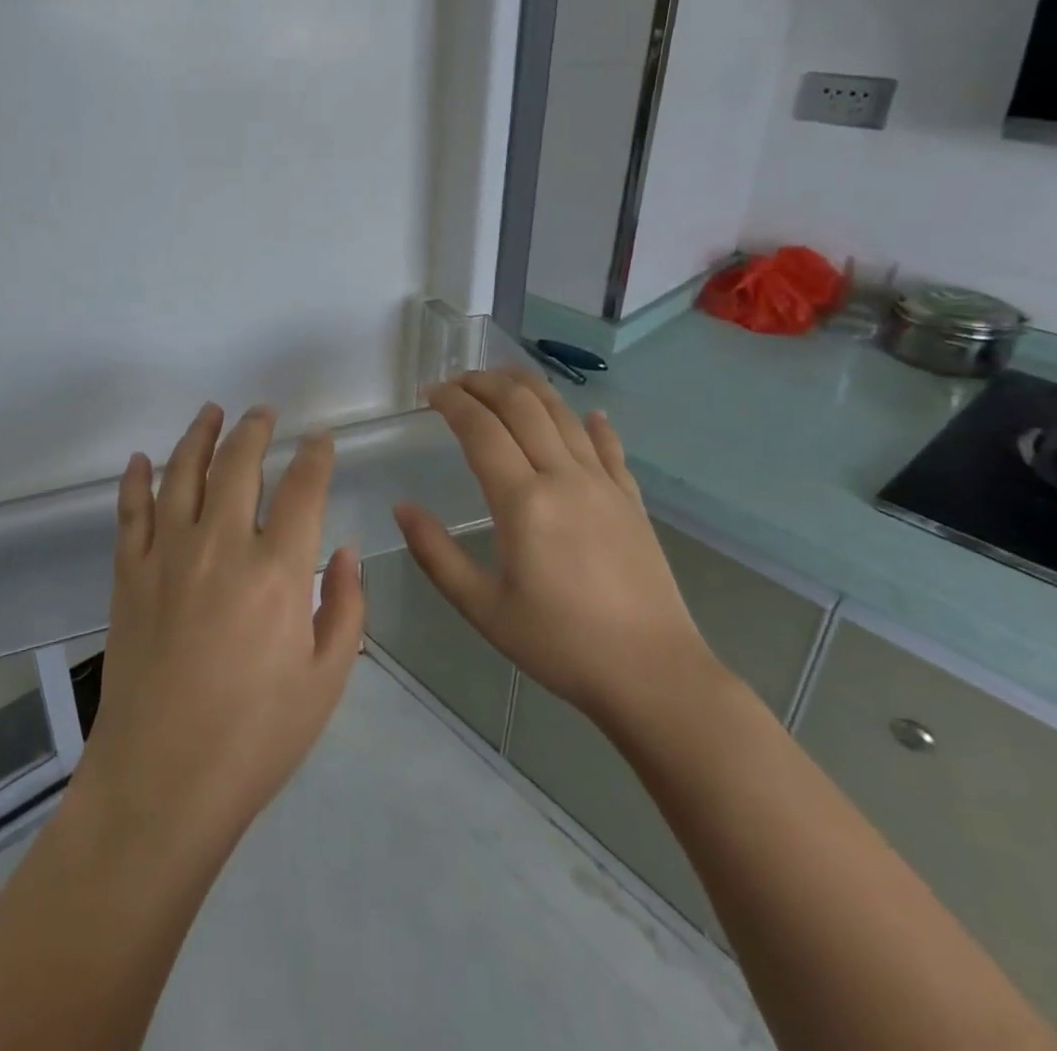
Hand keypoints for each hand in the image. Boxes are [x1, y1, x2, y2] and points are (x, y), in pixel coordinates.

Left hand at [72, 404, 365, 862]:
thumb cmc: (256, 738)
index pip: (303, 488)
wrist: (162, 780)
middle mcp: (220, 545)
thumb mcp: (326, 680)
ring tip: (212, 412)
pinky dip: (135, 479)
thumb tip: (348, 552)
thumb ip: (346, 608)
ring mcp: (167, 554)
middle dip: (255, 429)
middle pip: (238, 463)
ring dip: (199, 435)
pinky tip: (140, 460)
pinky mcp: (129, 573)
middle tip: (264, 411)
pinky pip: (130, 510)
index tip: (321, 439)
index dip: (316, 455)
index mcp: (277, 571)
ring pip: (182, 472)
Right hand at [393, 369, 712, 729]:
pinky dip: (592, 423)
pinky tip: (587, 413)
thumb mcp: (482, 607)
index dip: (452, 402)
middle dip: (485, 383)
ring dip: (529, 388)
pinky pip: (610, 447)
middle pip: (523, 406)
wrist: (654, 676)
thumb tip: (402, 507)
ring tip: (502, 379)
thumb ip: (436, 553)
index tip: (429, 394)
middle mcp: (564, 478)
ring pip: (563, 414)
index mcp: (523, 502)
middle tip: (457, 382)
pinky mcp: (632, 500)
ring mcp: (604, 485)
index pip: (481, 429)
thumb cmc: (560, 644)